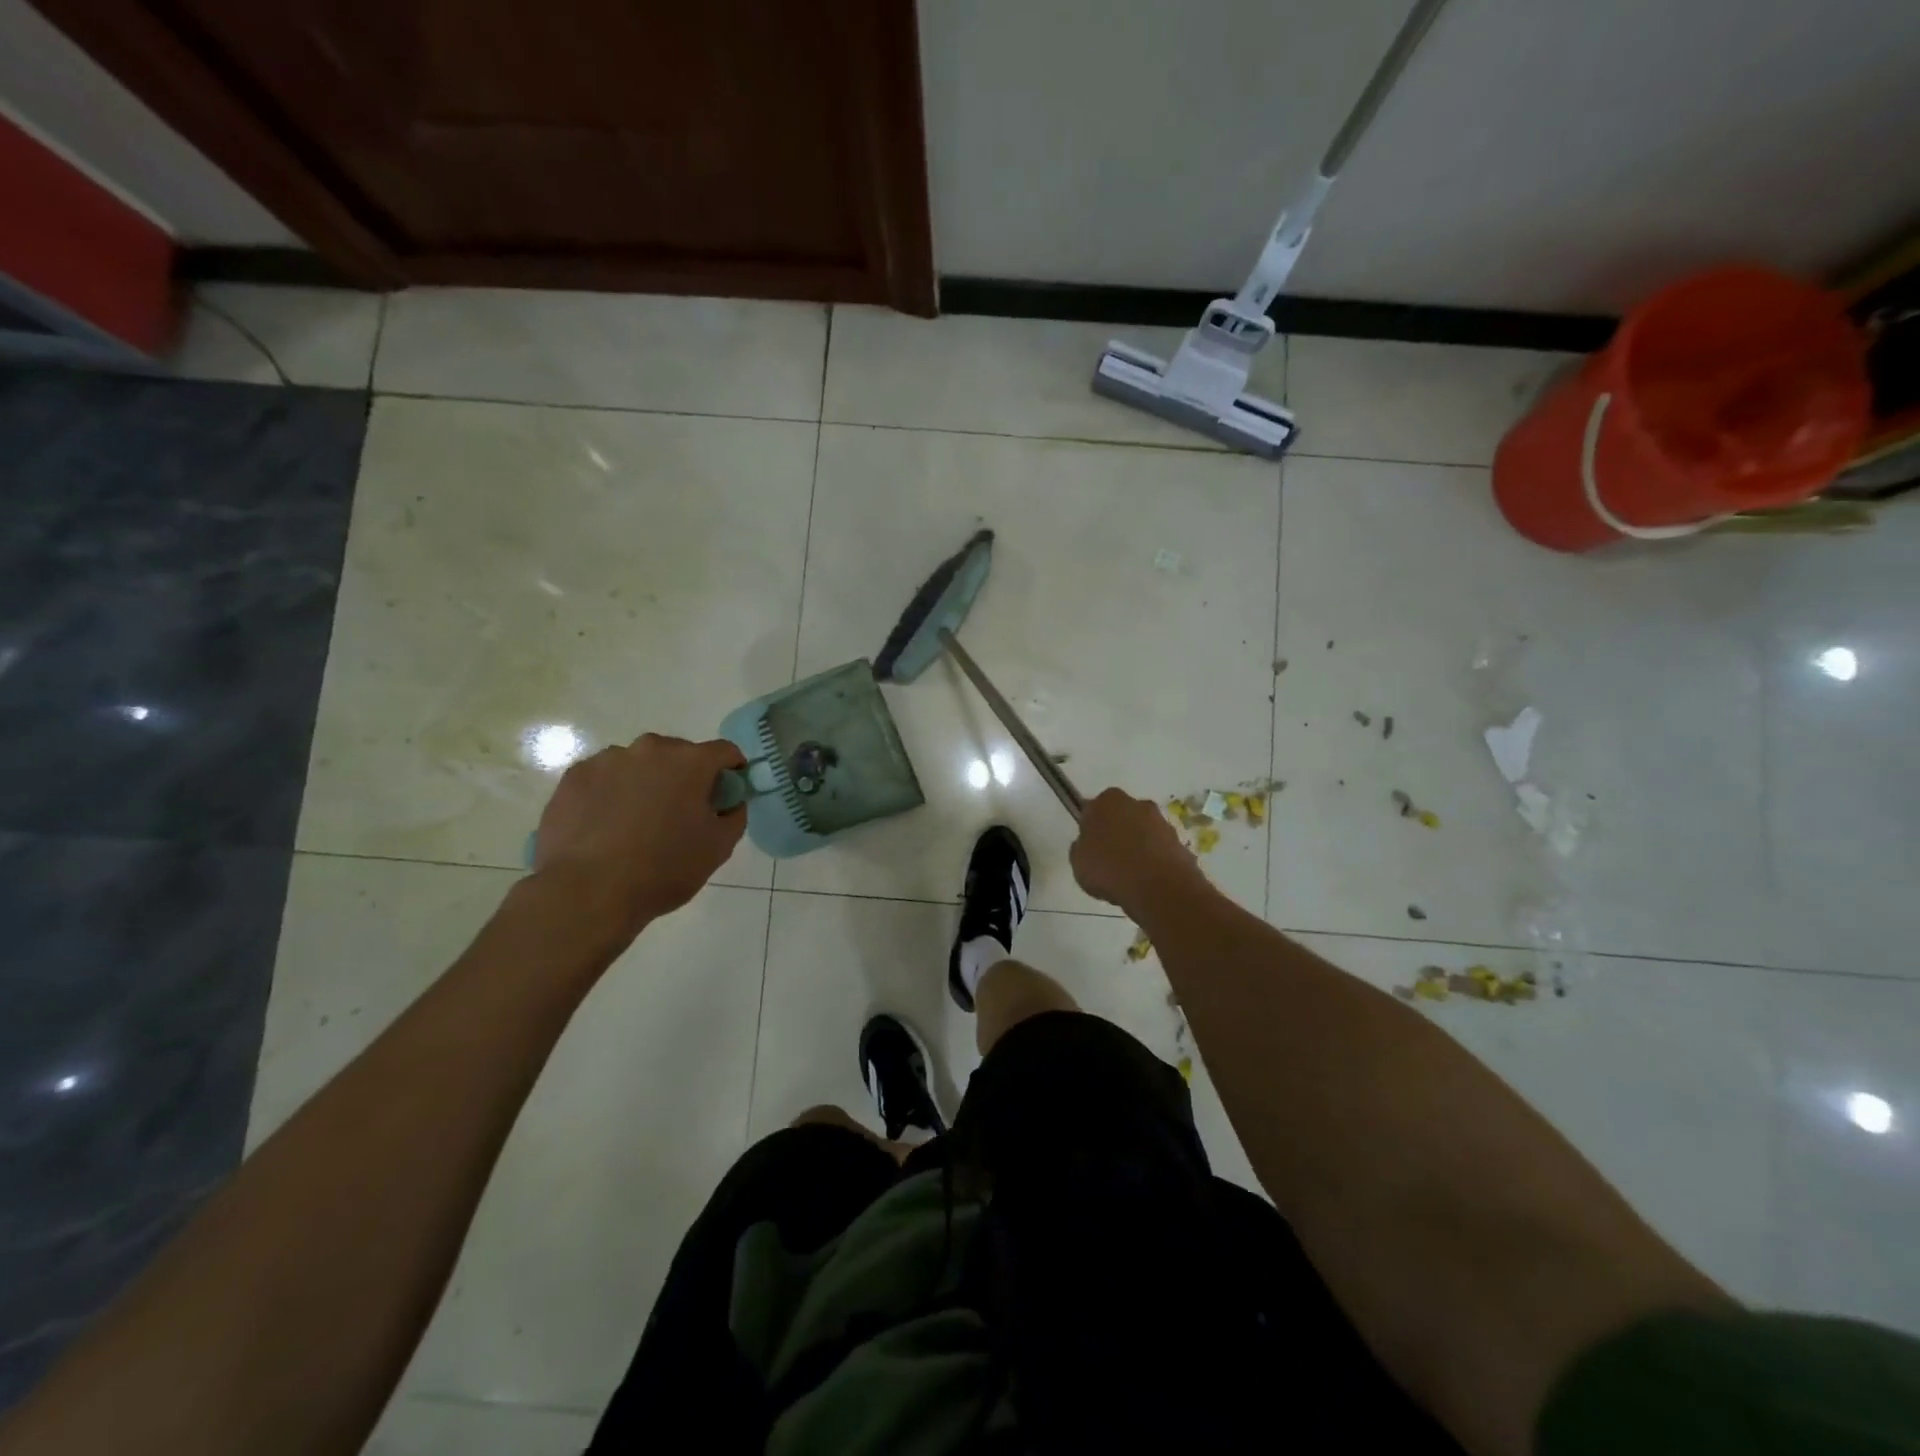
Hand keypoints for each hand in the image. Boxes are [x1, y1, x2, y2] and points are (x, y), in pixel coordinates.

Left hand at [532, 734, 746, 932]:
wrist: (587, 892)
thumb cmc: (663, 869)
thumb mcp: (718, 848)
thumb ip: (734, 816)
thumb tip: (730, 803)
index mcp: (690, 762)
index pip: (724, 751)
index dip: (732, 770)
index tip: (728, 792)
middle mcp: (649, 749)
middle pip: (678, 754)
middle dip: (685, 777)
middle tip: (680, 814)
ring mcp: (606, 760)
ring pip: (638, 765)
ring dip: (645, 784)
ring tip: (636, 824)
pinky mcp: (573, 778)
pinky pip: (604, 779)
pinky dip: (611, 795)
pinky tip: (606, 828)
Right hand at [1069, 787, 1206, 912]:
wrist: (1159, 889)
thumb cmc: (1110, 868)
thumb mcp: (1078, 860)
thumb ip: (1082, 846)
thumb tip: (1088, 844)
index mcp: (1108, 801)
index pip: (1094, 809)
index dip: (1091, 827)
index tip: (1089, 846)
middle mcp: (1138, 804)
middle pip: (1122, 817)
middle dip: (1117, 833)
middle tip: (1108, 860)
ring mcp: (1163, 823)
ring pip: (1143, 833)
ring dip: (1138, 848)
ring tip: (1129, 876)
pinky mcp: (1181, 844)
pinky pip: (1159, 851)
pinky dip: (1154, 862)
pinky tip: (1147, 882)